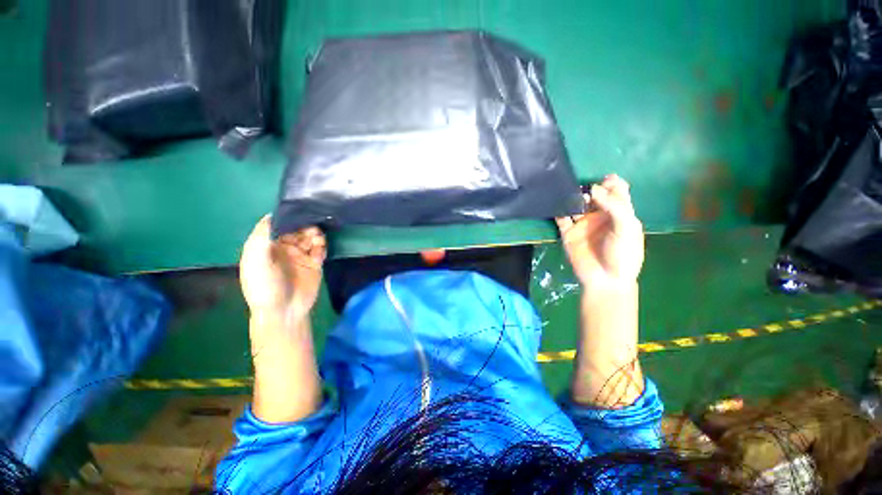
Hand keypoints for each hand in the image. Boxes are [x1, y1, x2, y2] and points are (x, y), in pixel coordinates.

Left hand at [239, 216, 325, 319]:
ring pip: (310, 236)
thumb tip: (273, 215)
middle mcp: (283, 248)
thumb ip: (262, 237)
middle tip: (310, 228)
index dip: (286, 217)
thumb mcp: (256, 261)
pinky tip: (320, 248)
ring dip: (314, 234)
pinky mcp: (314, 263)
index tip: (297, 211)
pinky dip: (322, 245)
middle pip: (296, 228)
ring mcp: (300, 255)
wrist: (285, 311)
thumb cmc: (265, 286)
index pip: (276, 224)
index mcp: (266, 245)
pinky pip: (320, 248)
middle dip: (304, 224)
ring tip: (316, 239)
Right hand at [555, 175, 643, 287]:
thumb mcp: (627, 228)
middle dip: (591, 189)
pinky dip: (559, 211)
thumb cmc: (623, 254)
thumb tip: (593, 188)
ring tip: (573, 197)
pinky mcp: (568, 233)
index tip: (605, 179)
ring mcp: (583, 224)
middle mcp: (600, 216)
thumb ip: (614, 206)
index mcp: (619, 213)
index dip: (612, 183)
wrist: (605, 279)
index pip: (617, 192)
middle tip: (587, 191)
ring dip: (573, 198)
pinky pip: (561, 219)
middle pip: (595, 196)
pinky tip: (559, 206)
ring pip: (576, 205)